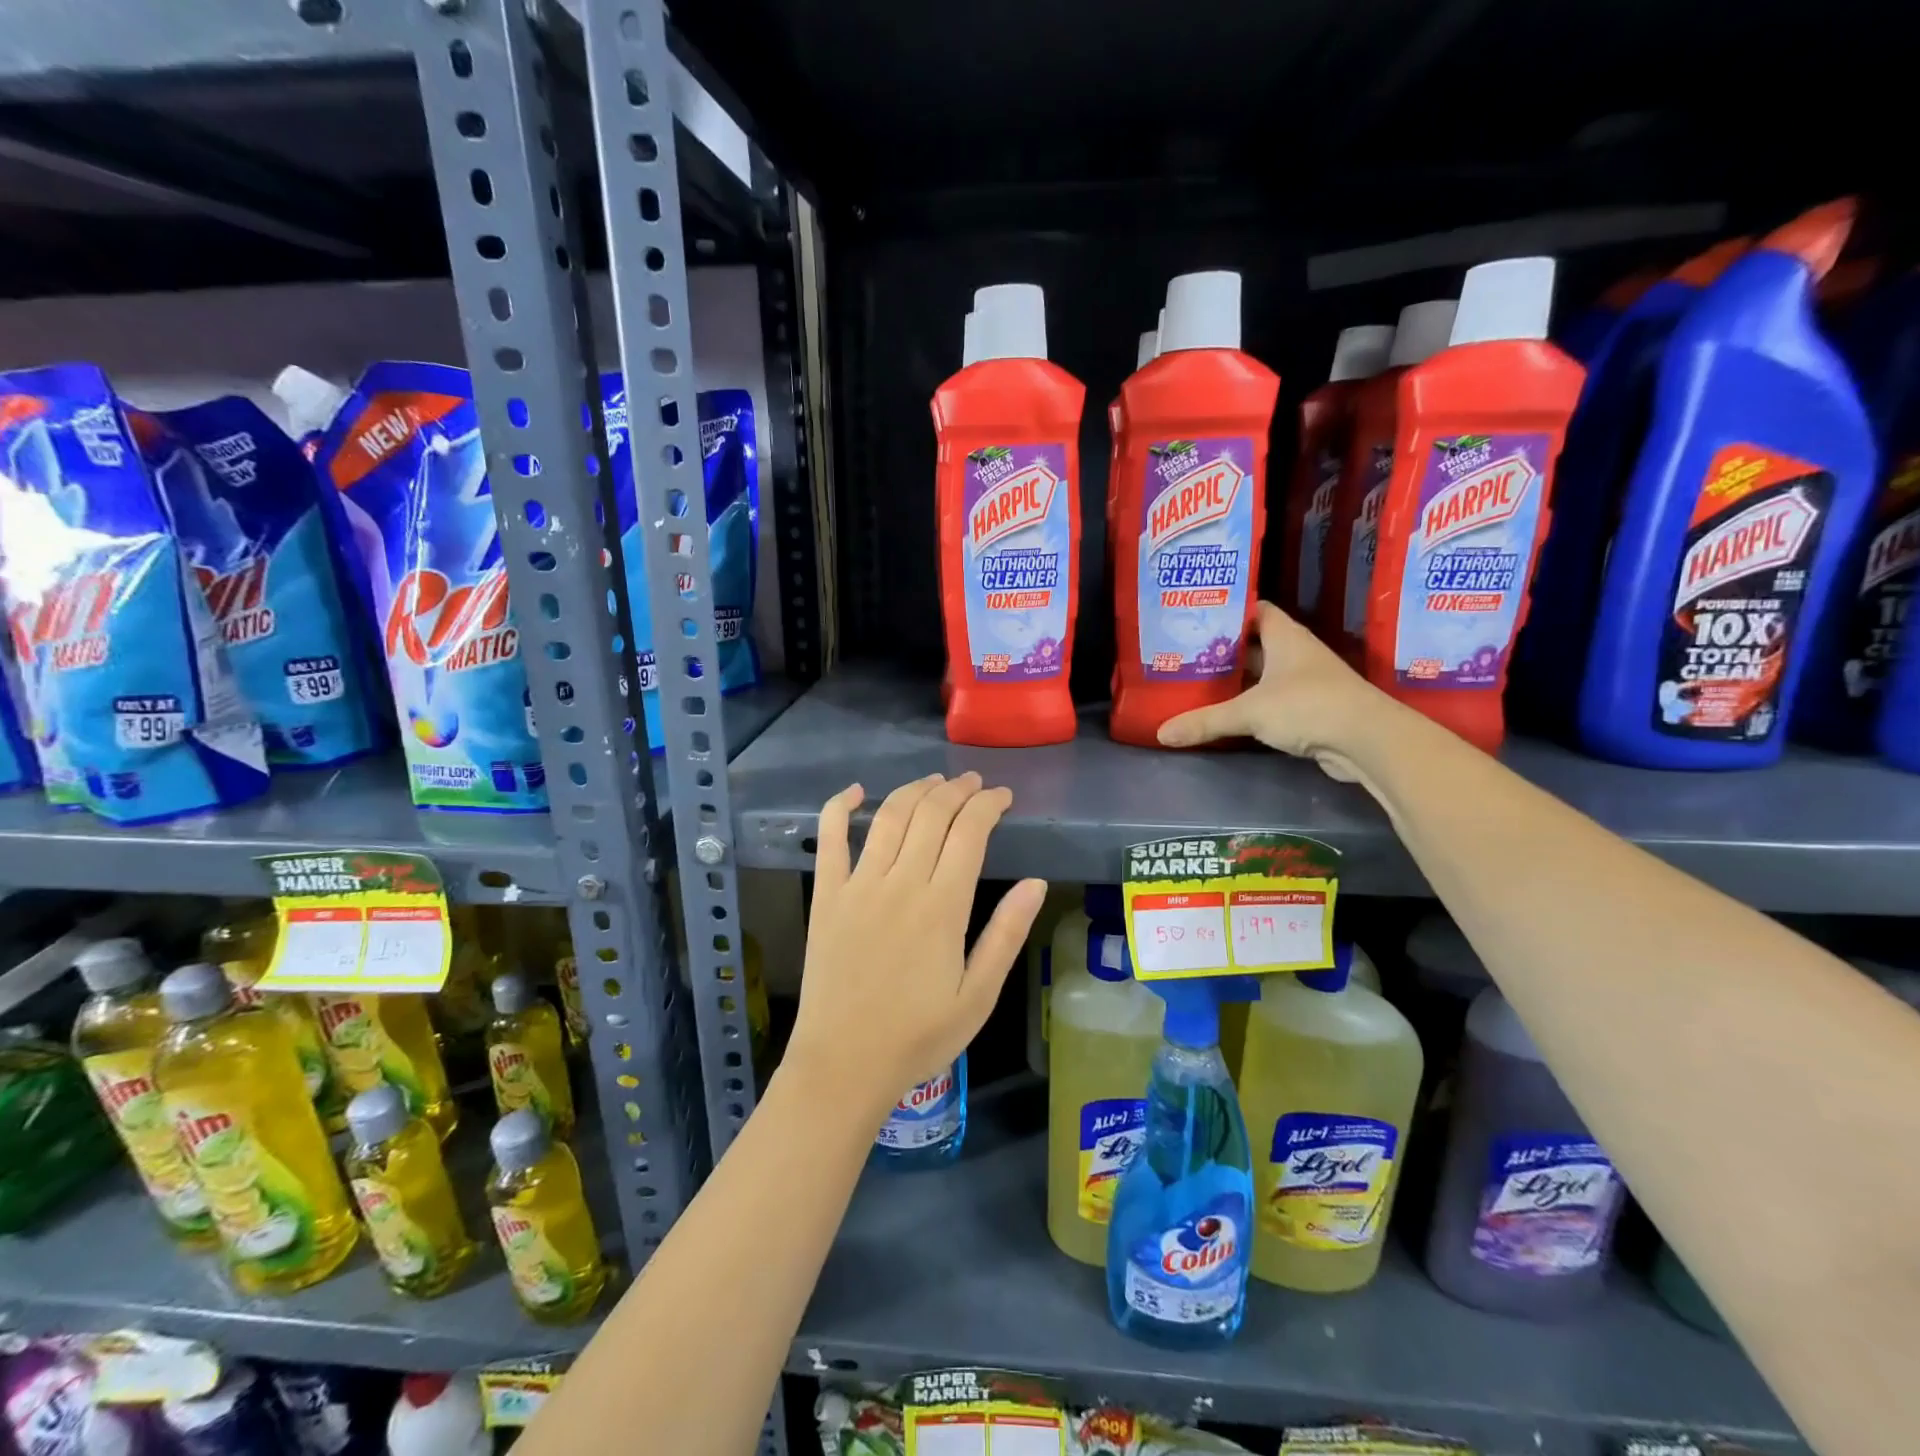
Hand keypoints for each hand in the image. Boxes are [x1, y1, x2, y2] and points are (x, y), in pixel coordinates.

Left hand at [787, 772, 1045, 1125]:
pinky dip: (839, 808)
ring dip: (915, 790)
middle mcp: (900, 883)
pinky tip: (855, 791)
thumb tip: (1036, 882)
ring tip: (935, 781)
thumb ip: (1006, 934)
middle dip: (957, 790)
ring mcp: (858, 886)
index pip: (970, 832)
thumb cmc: (918, 1036)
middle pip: (932, 814)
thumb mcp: (978, 996)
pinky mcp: (826, 896)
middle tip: (974, 783)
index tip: (1002, 797)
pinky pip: (829, 839)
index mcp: (942, 907)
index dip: (988, 805)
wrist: (843, 1064)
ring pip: (889, 817)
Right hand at [1156, 600, 1384, 779]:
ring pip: (1262, 674)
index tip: (1195, 619)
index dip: (1227, 611)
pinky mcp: (1309, 709)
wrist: (1366, 740)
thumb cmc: (1307, 706)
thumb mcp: (1249, 712)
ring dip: (1236, 680)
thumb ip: (1205, 720)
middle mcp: (1296, 653)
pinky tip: (1226, 713)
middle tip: (1185, 654)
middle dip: (1223, 650)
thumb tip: (1161, 733)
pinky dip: (1250, 704)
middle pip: (1254, 644)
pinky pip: (1271, 700)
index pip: (1254, 610)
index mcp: (1285, 636)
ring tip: (1196, 682)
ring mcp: (1305, 681)